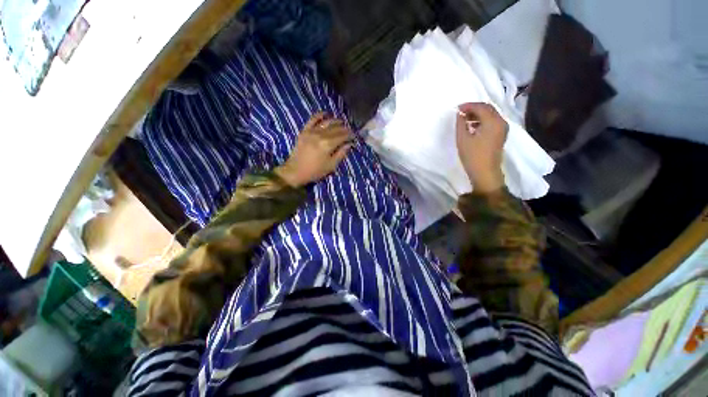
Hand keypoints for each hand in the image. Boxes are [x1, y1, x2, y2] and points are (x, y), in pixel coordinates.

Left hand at [275, 112, 353, 186]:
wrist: (295, 171)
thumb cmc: (315, 171)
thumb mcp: (331, 166)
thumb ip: (341, 154)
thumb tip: (349, 144)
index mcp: (328, 144)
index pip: (343, 136)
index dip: (350, 135)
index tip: (354, 136)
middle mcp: (321, 135)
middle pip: (336, 129)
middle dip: (345, 129)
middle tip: (350, 130)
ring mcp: (311, 131)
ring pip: (326, 122)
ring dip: (335, 121)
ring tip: (341, 122)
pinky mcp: (304, 131)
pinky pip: (312, 119)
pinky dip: (319, 115)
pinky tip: (325, 113)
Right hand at [456, 103, 507, 192]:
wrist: (485, 172)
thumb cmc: (473, 156)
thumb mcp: (462, 139)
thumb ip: (460, 123)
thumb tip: (459, 114)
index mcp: (492, 121)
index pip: (481, 107)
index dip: (468, 106)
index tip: (457, 109)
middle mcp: (501, 122)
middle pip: (488, 108)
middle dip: (474, 108)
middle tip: (460, 113)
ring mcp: (502, 129)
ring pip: (490, 115)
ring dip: (478, 114)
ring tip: (464, 120)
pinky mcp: (501, 135)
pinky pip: (492, 122)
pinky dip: (482, 120)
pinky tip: (472, 127)